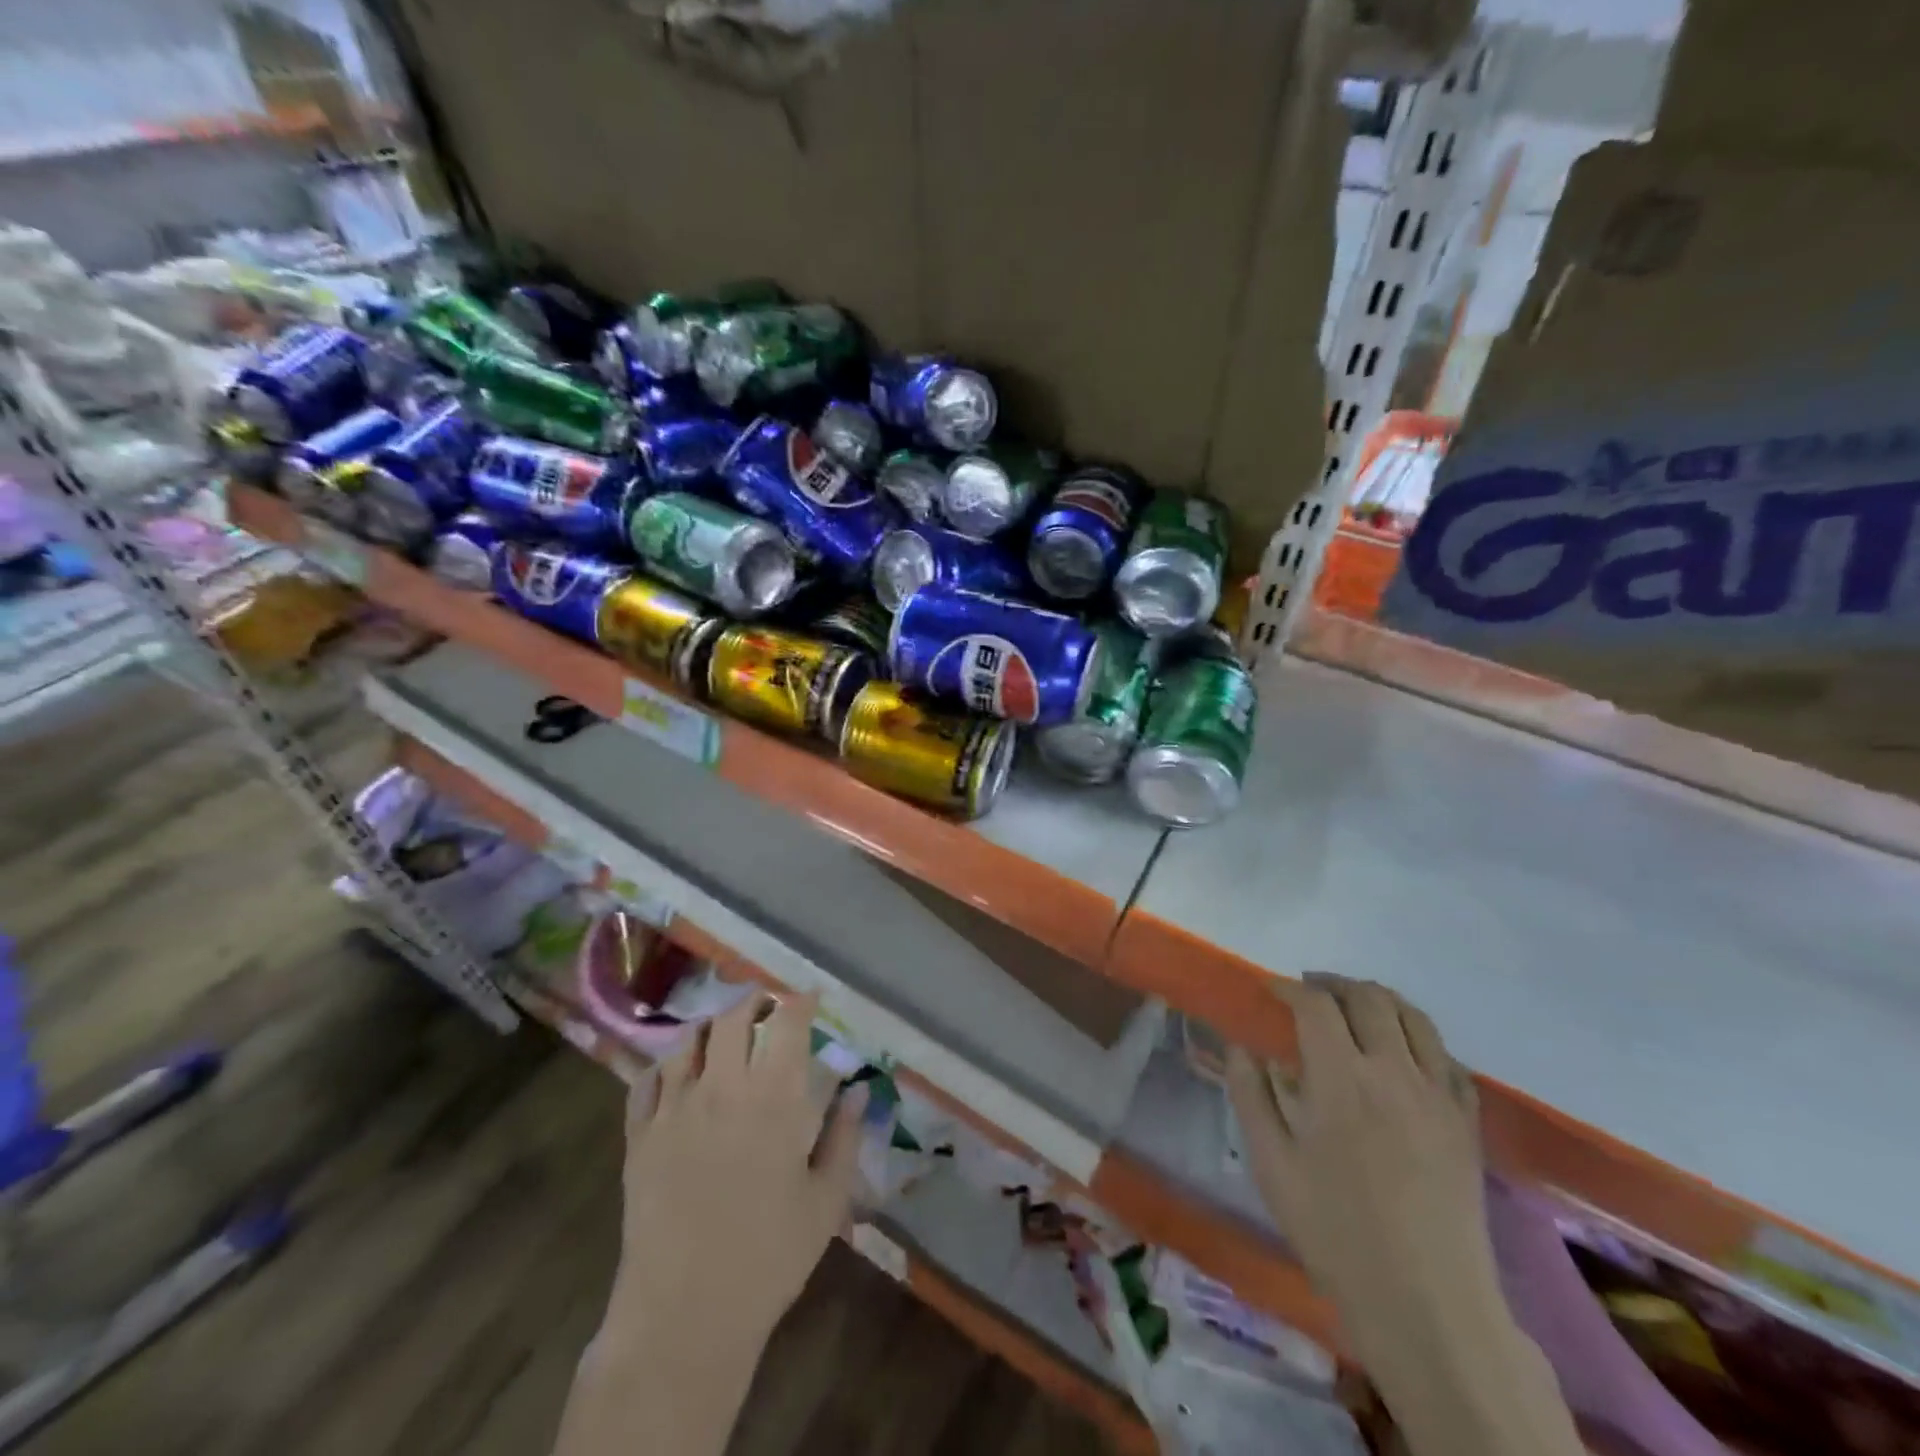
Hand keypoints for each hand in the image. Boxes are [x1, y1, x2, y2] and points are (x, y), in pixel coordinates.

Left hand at [608, 989, 867, 1352]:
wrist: (684, 1315)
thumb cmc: (768, 1257)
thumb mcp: (825, 1200)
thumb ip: (844, 1136)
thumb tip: (858, 1090)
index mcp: (773, 1099)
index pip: (787, 1024)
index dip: (801, 1001)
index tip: (812, 998)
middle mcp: (722, 1089)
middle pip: (732, 1018)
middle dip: (753, 1002)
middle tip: (767, 1009)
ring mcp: (674, 1110)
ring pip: (687, 1041)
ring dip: (710, 1028)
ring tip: (723, 1036)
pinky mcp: (639, 1137)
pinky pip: (646, 1081)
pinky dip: (666, 1066)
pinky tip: (677, 1076)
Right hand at [1225, 975, 1498, 1378]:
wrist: (1427, 1305)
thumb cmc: (1335, 1231)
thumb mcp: (1272, 1165)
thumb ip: (1251, 1095)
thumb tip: (1240, 1047)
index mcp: (1341, 1079)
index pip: (1315, 1006)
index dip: (1289, 988)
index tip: (1270, 990)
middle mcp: (1394, 1072)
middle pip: (1369, 999)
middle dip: (1333, 984)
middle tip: (1309, 990)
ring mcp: (1438, 1096)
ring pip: (1415, 1018)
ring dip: (1379, 1000)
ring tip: (1354, 1006)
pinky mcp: (1466, 1123)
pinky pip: (1448, 1058)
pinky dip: (1420, 1038)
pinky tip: (1403, 1051)